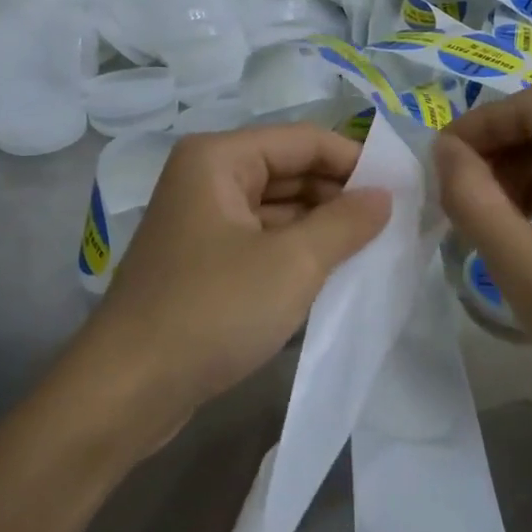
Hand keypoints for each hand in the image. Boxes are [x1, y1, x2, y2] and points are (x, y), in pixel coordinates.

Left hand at [79, 125, 391, 447]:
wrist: (127, 391)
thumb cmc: (212, 310)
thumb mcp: (292, 263)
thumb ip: (346, 222)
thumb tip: (385, 195)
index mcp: (219, 158)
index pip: (304, 140)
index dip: (356, 161)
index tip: (404, 189)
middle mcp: (207, 177)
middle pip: (290, 170)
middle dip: (340, 195)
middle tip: (396, 223)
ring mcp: (202, 220)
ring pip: (278, 208)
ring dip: (322, 226)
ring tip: (376, 248)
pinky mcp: (204, 260)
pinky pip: (262, 240)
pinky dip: (297, 251)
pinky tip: (334, 272)